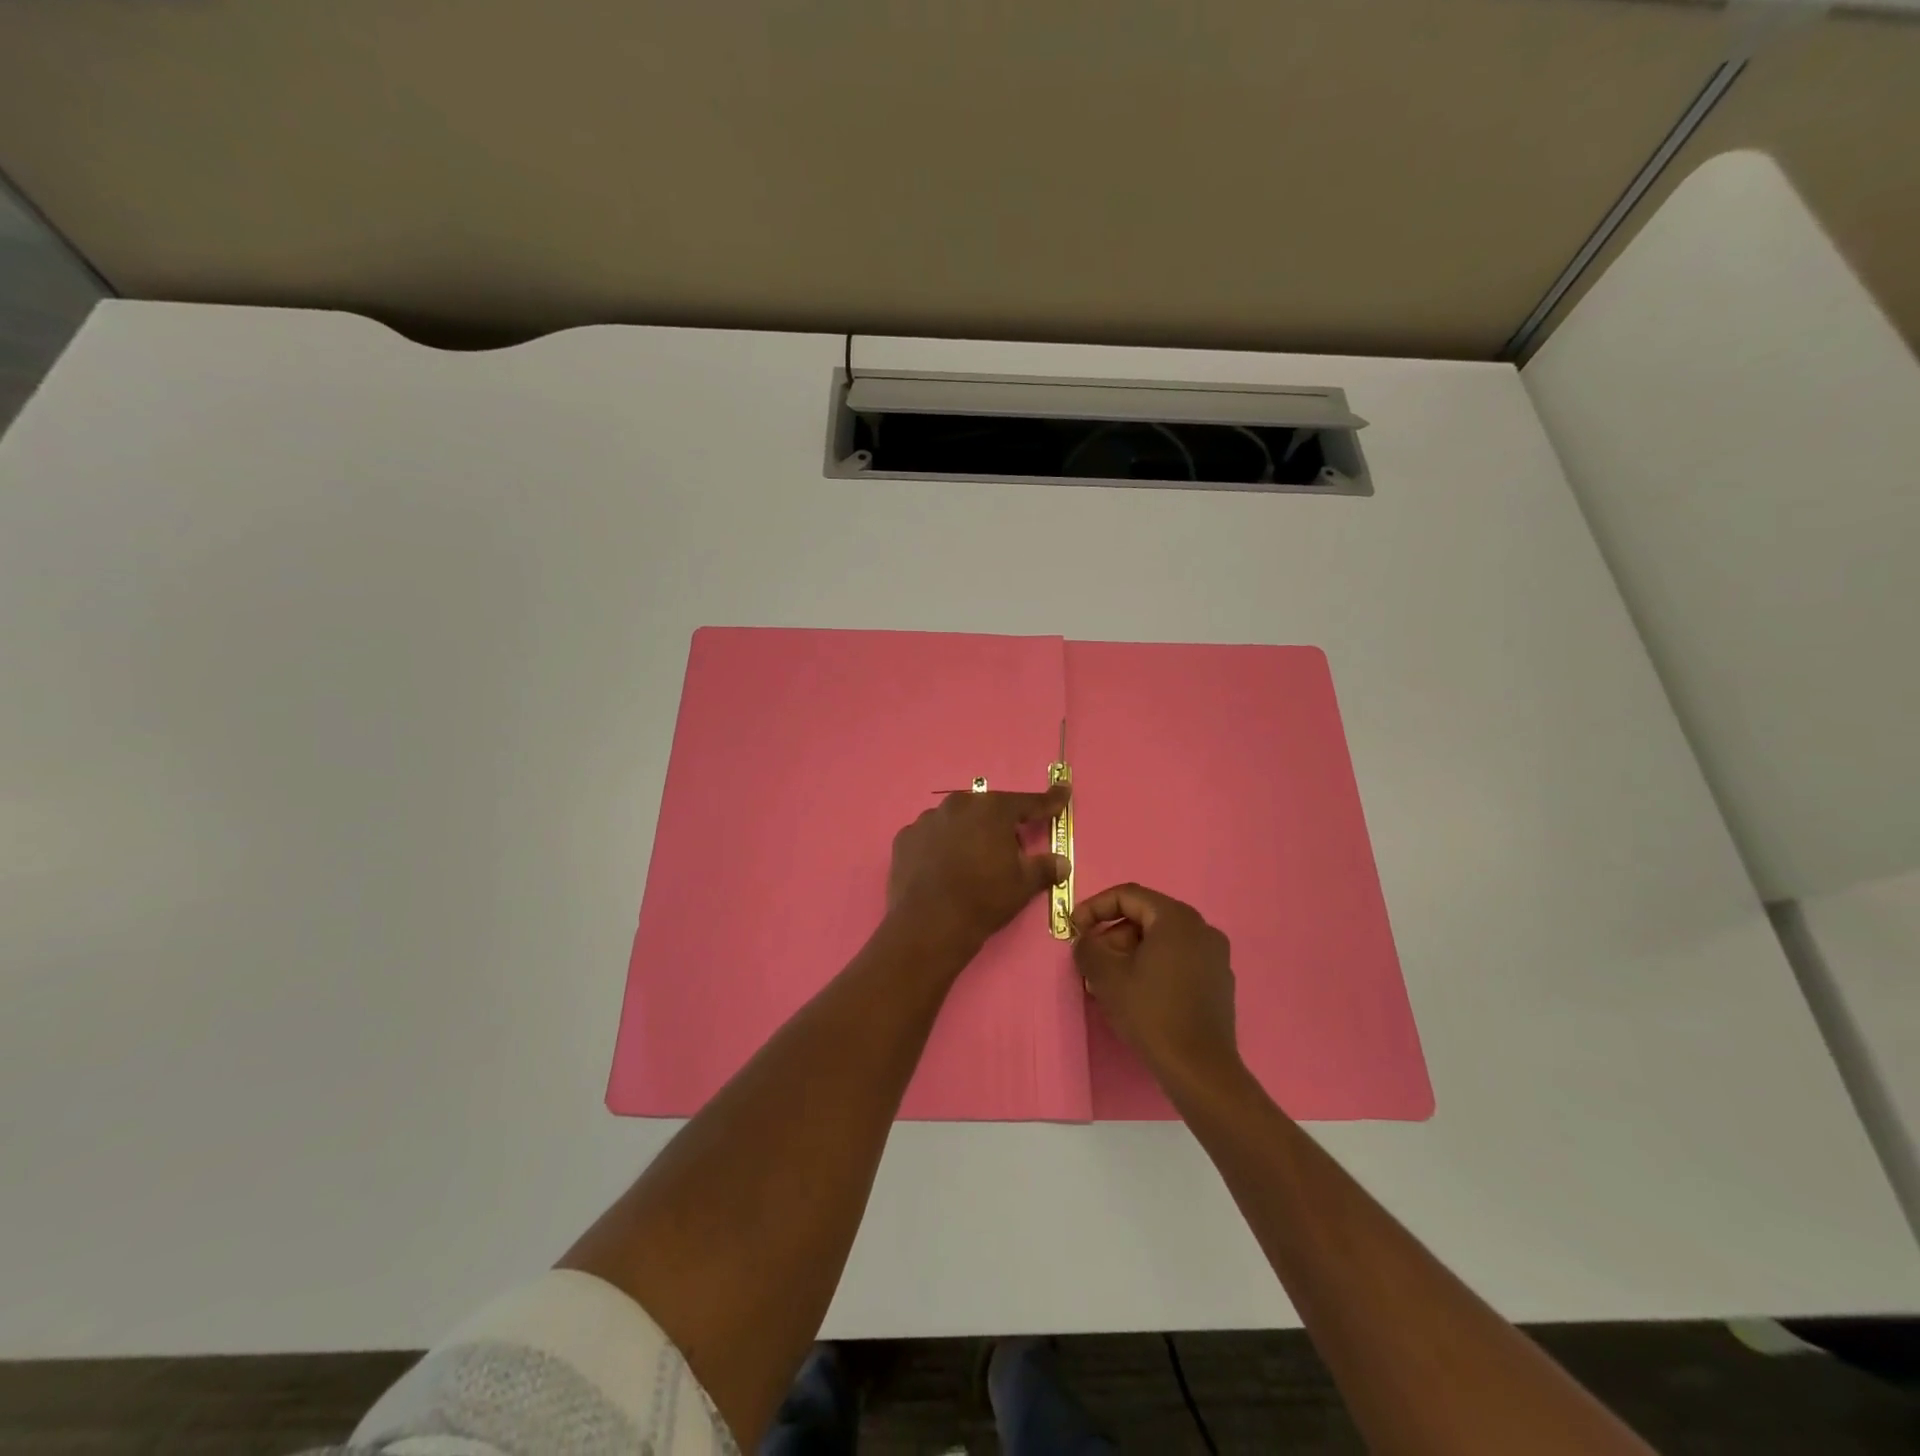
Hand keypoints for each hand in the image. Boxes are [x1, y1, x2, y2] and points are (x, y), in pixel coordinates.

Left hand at [888, 784, 1070, 955]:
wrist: (929, 924)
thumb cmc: (984, 899)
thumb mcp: (1023, 885)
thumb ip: (1045, 867)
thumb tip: (1062, 862)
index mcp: (992, 809)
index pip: (1028, 802)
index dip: (1048, 800)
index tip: (1062, 793)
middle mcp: (958, 804)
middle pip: (988, 810)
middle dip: (1001, 825)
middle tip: (1010, 851)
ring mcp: (927, 819)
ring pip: (957, 821)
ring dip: (968, 834)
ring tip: (971, 864)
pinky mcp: (905, 838)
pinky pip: (931, 836)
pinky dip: (940, 846)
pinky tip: (943, 869)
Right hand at [1073, 884, 1239, 1094]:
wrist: (1200, 1069)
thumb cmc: (1151, 1013)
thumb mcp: (1106, 976)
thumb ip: (1087, 947)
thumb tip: (1085, 940)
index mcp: (1176, 918)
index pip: (1128, 896)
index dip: (1094, 907)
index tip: (1074, 929)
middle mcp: (1201, 928)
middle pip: (1145, 918)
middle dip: (1112, 936)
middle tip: (1090, 962)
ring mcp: (1215, 956)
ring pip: (1161, 941)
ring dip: (1130, 954)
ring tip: (1108, 983)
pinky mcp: (1219, 982)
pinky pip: (1178, 961)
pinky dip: (1153, 967)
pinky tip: (1137, 995)